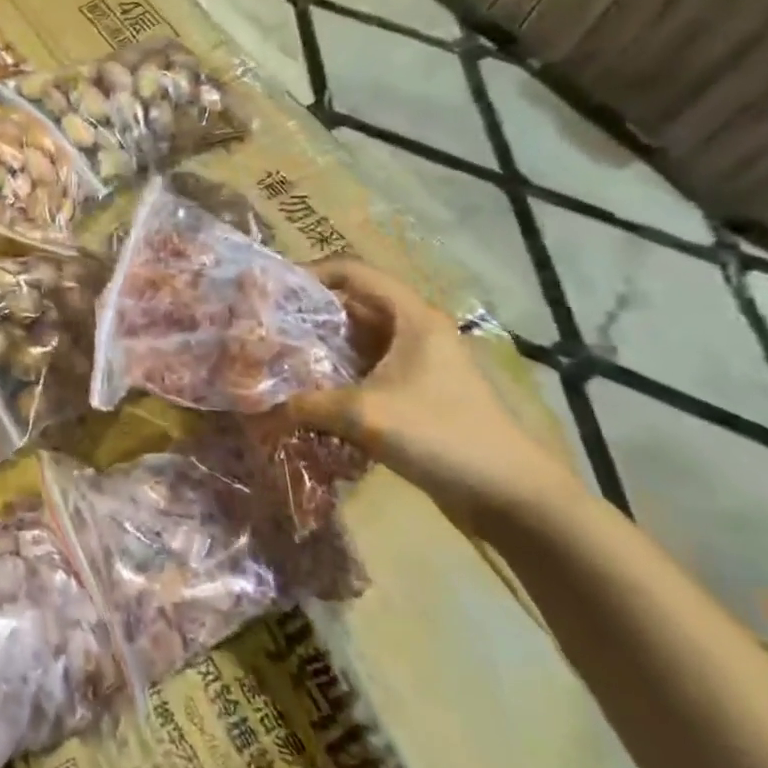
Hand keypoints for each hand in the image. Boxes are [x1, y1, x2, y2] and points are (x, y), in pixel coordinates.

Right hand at [287, 259, 587, 535]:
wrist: (511, 496)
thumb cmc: (442, 436)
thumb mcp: (366, 415)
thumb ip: (306, 404)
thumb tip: (256, 406)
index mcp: (411, 317)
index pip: (352, 272)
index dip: (308, 274)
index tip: (270, 293)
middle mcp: (413, 331)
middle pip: (349, 306)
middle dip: (304, 316)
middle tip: (262, 331)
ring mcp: (415, 363)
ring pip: (354, 342)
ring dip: (316, 350)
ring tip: (274, 362)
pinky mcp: (414, 393)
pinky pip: (363, 372)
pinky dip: (332, 377)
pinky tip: (303, 395)